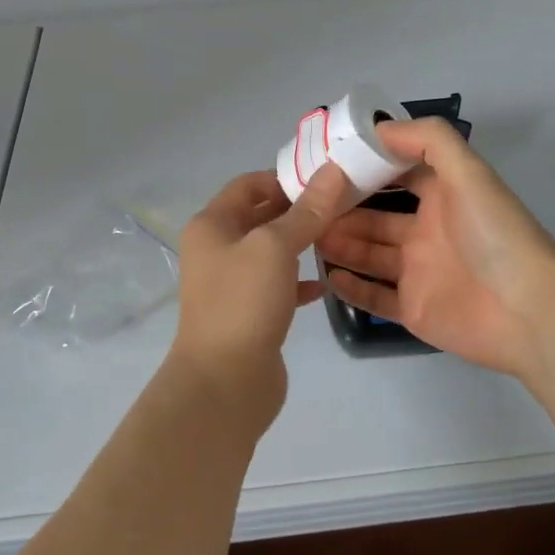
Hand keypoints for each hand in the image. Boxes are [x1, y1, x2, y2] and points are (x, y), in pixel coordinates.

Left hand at [170, 163, 353, 425]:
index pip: (248, 185)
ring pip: (271, 252)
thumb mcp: (276, 247)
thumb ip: (307, 211)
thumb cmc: (244, 302)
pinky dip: (299, 281)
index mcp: (212, 225)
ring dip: (301, 243)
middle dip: (298, 209)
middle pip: (260, 216)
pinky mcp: (248, 313)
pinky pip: (277, 286)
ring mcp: (231, 283)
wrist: (224, 383)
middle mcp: (216, 249)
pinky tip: (325, 284)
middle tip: (342, 204)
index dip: (284, 178)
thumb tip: (333, 171)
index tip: (325, 180)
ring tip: (340, 236)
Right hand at [315, 118, 554, 380]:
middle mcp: (428, 233)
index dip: (367, 169)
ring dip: (340, 244)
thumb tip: (379, 128)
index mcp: (443, 198)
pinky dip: (351, 287)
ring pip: (370, 255)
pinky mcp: (414, 310)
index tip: (328, 163)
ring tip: (306, 235)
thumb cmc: (494, 234)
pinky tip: (326, 274)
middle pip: (376, 219)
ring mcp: (419, 273)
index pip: (398, 176)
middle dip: (343, 211)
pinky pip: (375, 297)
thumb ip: (428, 140)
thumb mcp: (469, 172)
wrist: (527, 310)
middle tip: (305, 205)